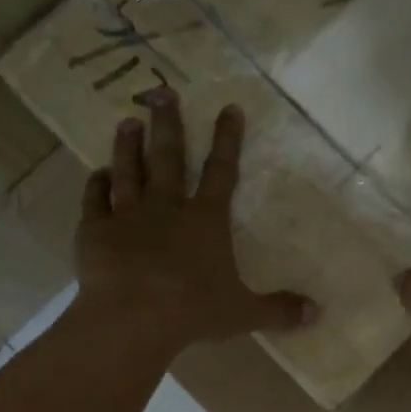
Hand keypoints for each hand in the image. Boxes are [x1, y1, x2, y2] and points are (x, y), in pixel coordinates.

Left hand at [74, 90, 315, 351]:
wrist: (132, 318)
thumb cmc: (193, 311)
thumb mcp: (243, 313)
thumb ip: (277, 310)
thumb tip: (315, 313)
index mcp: (206, 220)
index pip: (222, 171)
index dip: (228, 139)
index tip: (229, 108)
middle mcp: (167, 208)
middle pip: (169, 157)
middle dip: (169, 124)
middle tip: (163, 93)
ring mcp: (127, 216)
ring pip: (129, 170)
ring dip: (129, 145)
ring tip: (128, 121)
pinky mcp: (96, 231)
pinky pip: (95, 200)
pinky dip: (96, 184)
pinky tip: (97, 173)